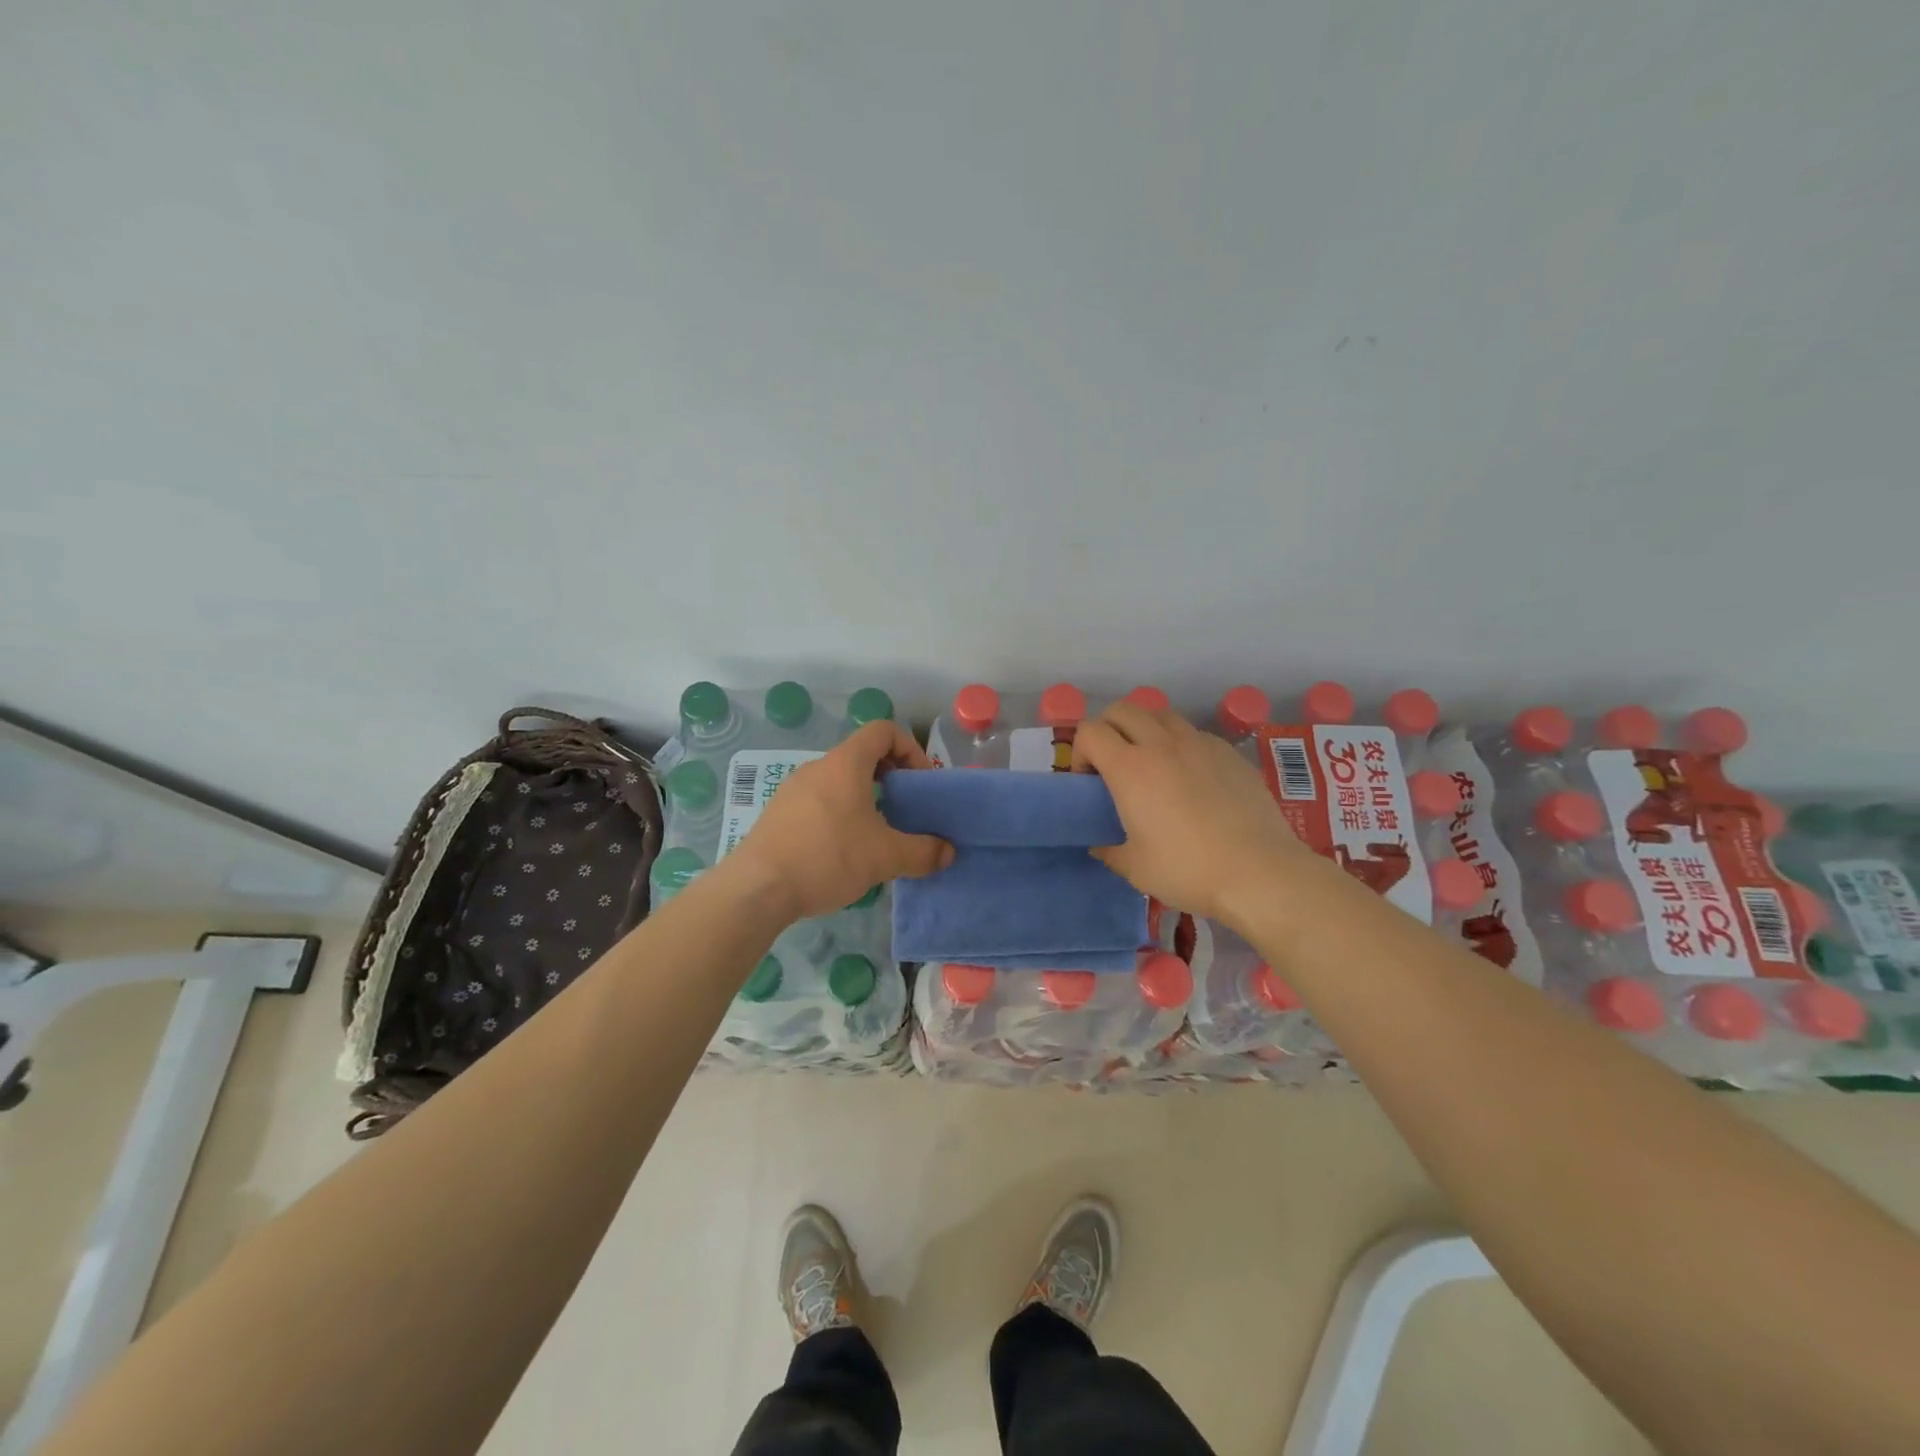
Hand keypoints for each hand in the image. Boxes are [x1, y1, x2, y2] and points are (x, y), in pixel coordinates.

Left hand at [720, 719, 954, 922]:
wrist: (757, 888)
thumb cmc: (827, 857)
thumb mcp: (885, 857)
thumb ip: (922, 852)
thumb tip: (948, 852)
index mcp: (845, 763)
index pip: (883, 730)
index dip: (910, 748)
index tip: (919, 782)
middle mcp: (818, 767)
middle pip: (862, 756)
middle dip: (890, 778)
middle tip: (904, 811)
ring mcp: (793, 789)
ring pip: (840, 781)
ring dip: (865, 798)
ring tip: (876, 836)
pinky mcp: (779, 813)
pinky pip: (819, 801)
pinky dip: (840, 814)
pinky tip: (843, 852)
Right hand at [1072, 701, 1316, 926]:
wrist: (1260, 873)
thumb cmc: (1188, 870)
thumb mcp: (1134, 868)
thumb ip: (1108, 849)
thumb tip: (1100, 843)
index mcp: (1130, 768)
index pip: (1089, 731)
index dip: (1080, 752)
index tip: (1089, 782)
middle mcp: (1162, 744)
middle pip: (1122, 709)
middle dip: (1108, 730)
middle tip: (1113, 765)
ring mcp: (1199, 743)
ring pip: (1160, 714)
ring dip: (1145, 730)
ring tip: (1151, 764)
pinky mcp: (1229, 752)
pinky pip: (1193, 732)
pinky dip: (1179, 743)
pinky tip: (1190, 777)